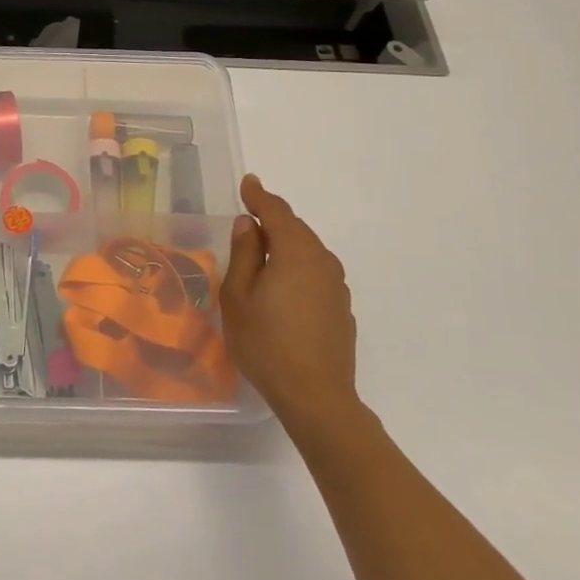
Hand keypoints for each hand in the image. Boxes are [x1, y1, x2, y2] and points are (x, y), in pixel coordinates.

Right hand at [221, 175, 364, 436]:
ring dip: (286, 244)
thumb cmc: (266, 343)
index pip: (276, 213)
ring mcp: (336, 286)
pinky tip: (283, 283)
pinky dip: (297, 266)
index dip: (259, 196)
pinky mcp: (341, 309)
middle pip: (296, 229)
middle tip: (249, 214)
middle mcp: (322, 261)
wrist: (315, 396)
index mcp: (296, 252)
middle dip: (273, 219)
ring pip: (308, 251)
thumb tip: (248, 224)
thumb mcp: (238, 296)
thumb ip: (244, 254)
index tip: (248, 183)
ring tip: (262, 248)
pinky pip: (315, 273)